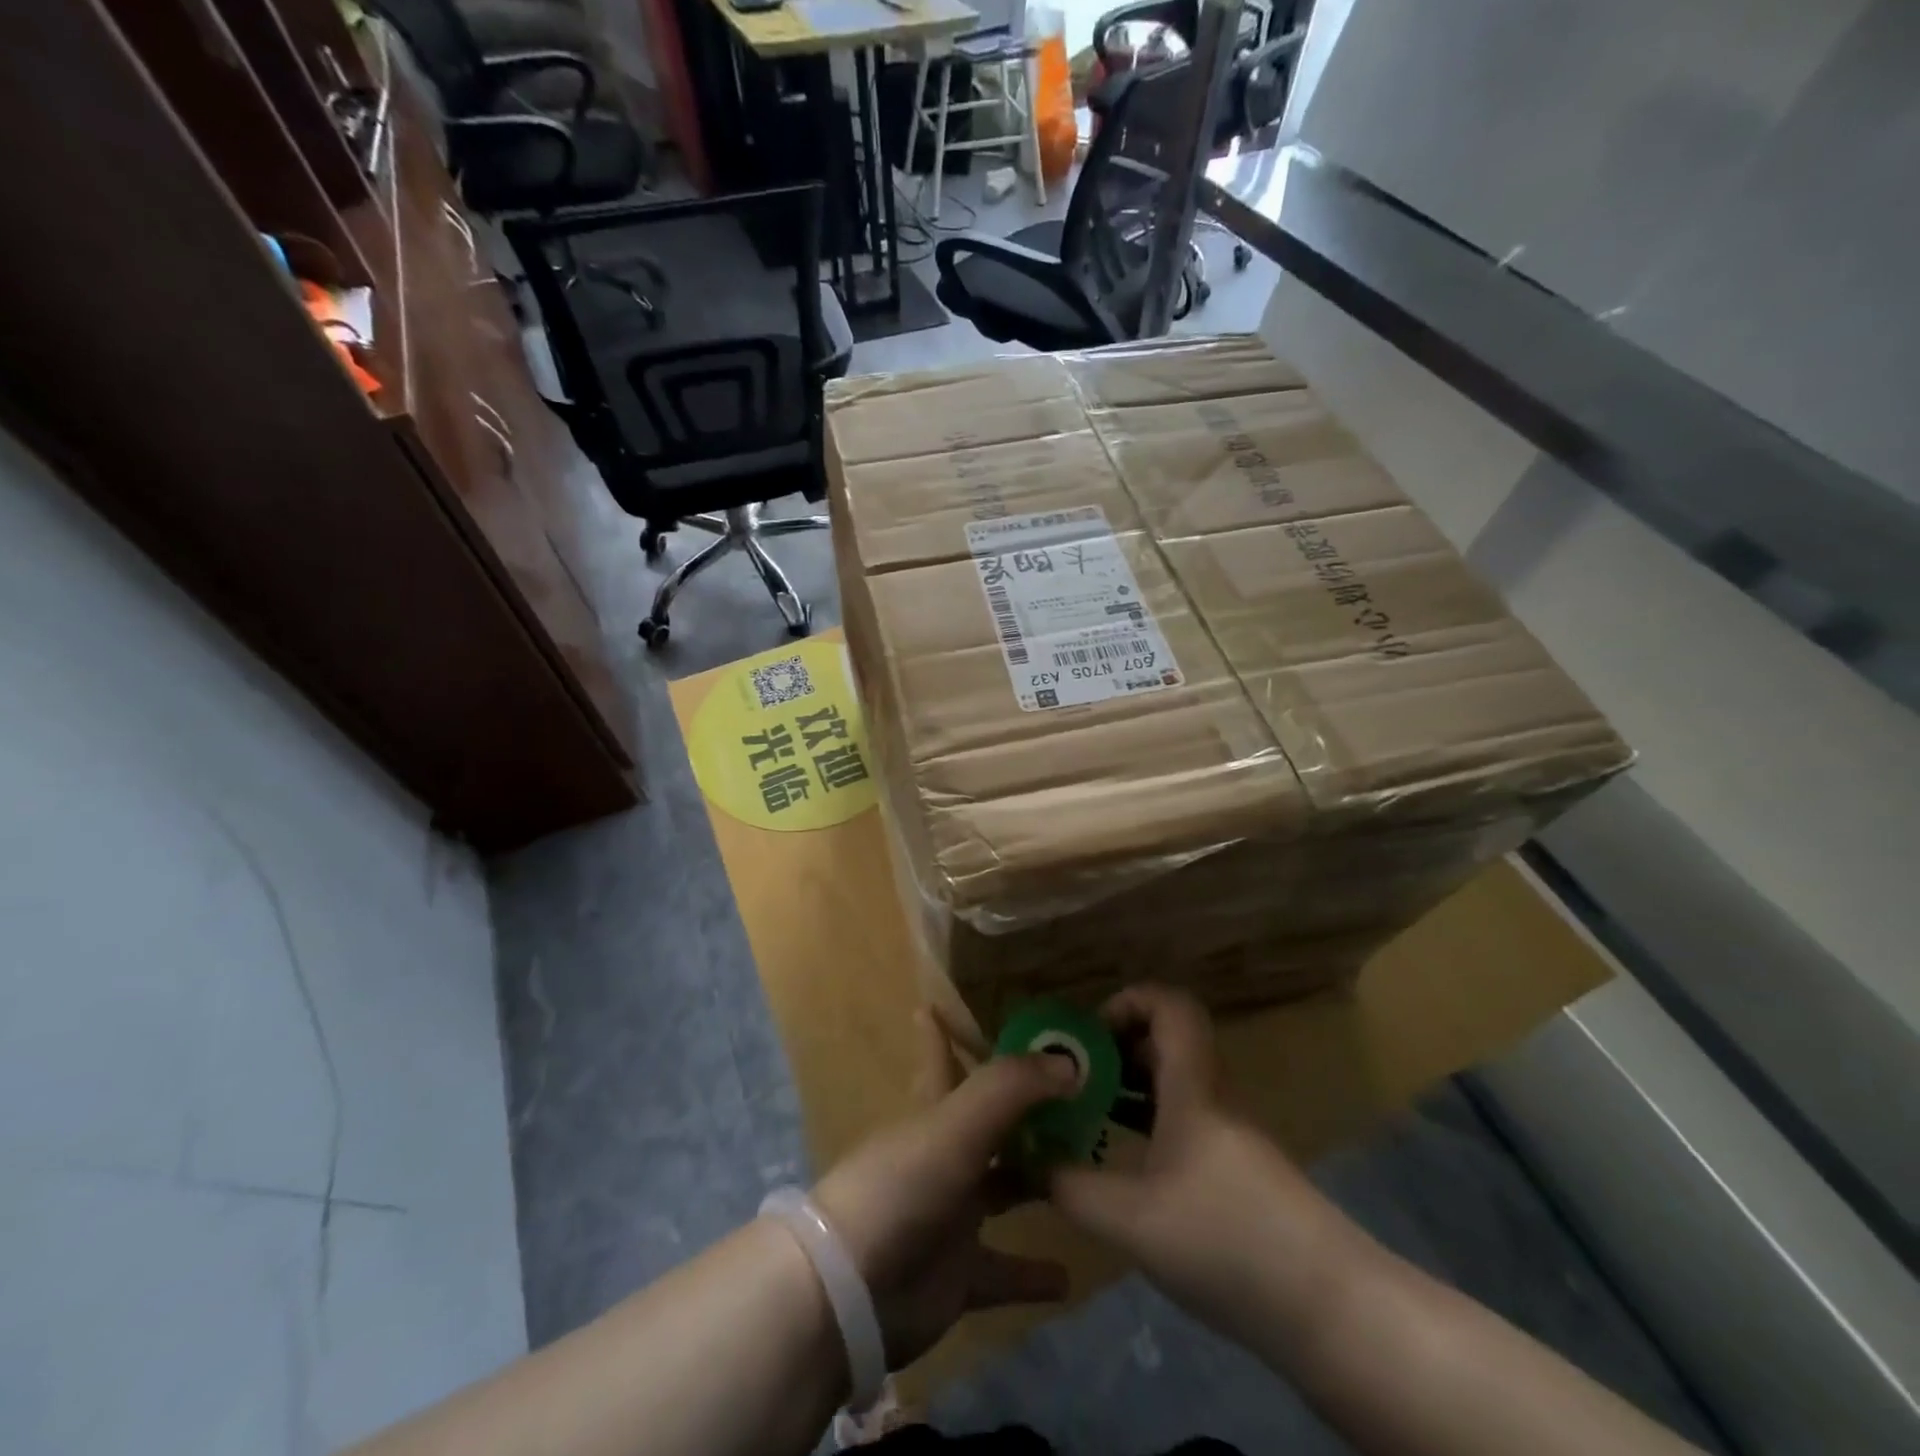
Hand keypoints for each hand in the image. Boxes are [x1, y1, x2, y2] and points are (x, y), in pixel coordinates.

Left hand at [812, 1009, 1075, 1368]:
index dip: (942, 1031)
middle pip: (989, 1124)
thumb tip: (1069, 1063)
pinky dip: (1033, 1274)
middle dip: (1024, 1110)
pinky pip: (1003, 1271)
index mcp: (935, 1115)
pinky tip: (1069, 1278)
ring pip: (1002, 1189)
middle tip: (1076, 1095)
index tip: (942, 1001)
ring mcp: (950, 1216)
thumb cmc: (901, 1188)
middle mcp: (944, 1157)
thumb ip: (1010, 1089)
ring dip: (1038, 1183)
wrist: (850, 1290)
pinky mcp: (957, 1274)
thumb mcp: (955, 1125)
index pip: (940, 1058)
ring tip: (1088, 1172)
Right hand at [1047, 985, 1358, 1341]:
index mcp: (1193, 1087)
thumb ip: (1072, 1187)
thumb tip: (1030, 1163)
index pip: (1171, 1006)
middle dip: (1116, 1048)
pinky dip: (1151, 1122)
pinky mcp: (1239, 1169)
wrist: (1329, 1308)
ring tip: (1087, 1114)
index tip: (1088, 1033)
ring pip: (1176, 1083)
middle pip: (1168, 1041)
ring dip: (1131, 1087)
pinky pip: (1186, 1119)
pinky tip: (1126, 1161)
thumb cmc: (1227, 1241)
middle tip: (1073, 1077)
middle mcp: (1214, 1097)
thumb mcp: (1131, 1221)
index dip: (1129, 1001)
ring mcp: (1230, 1134)